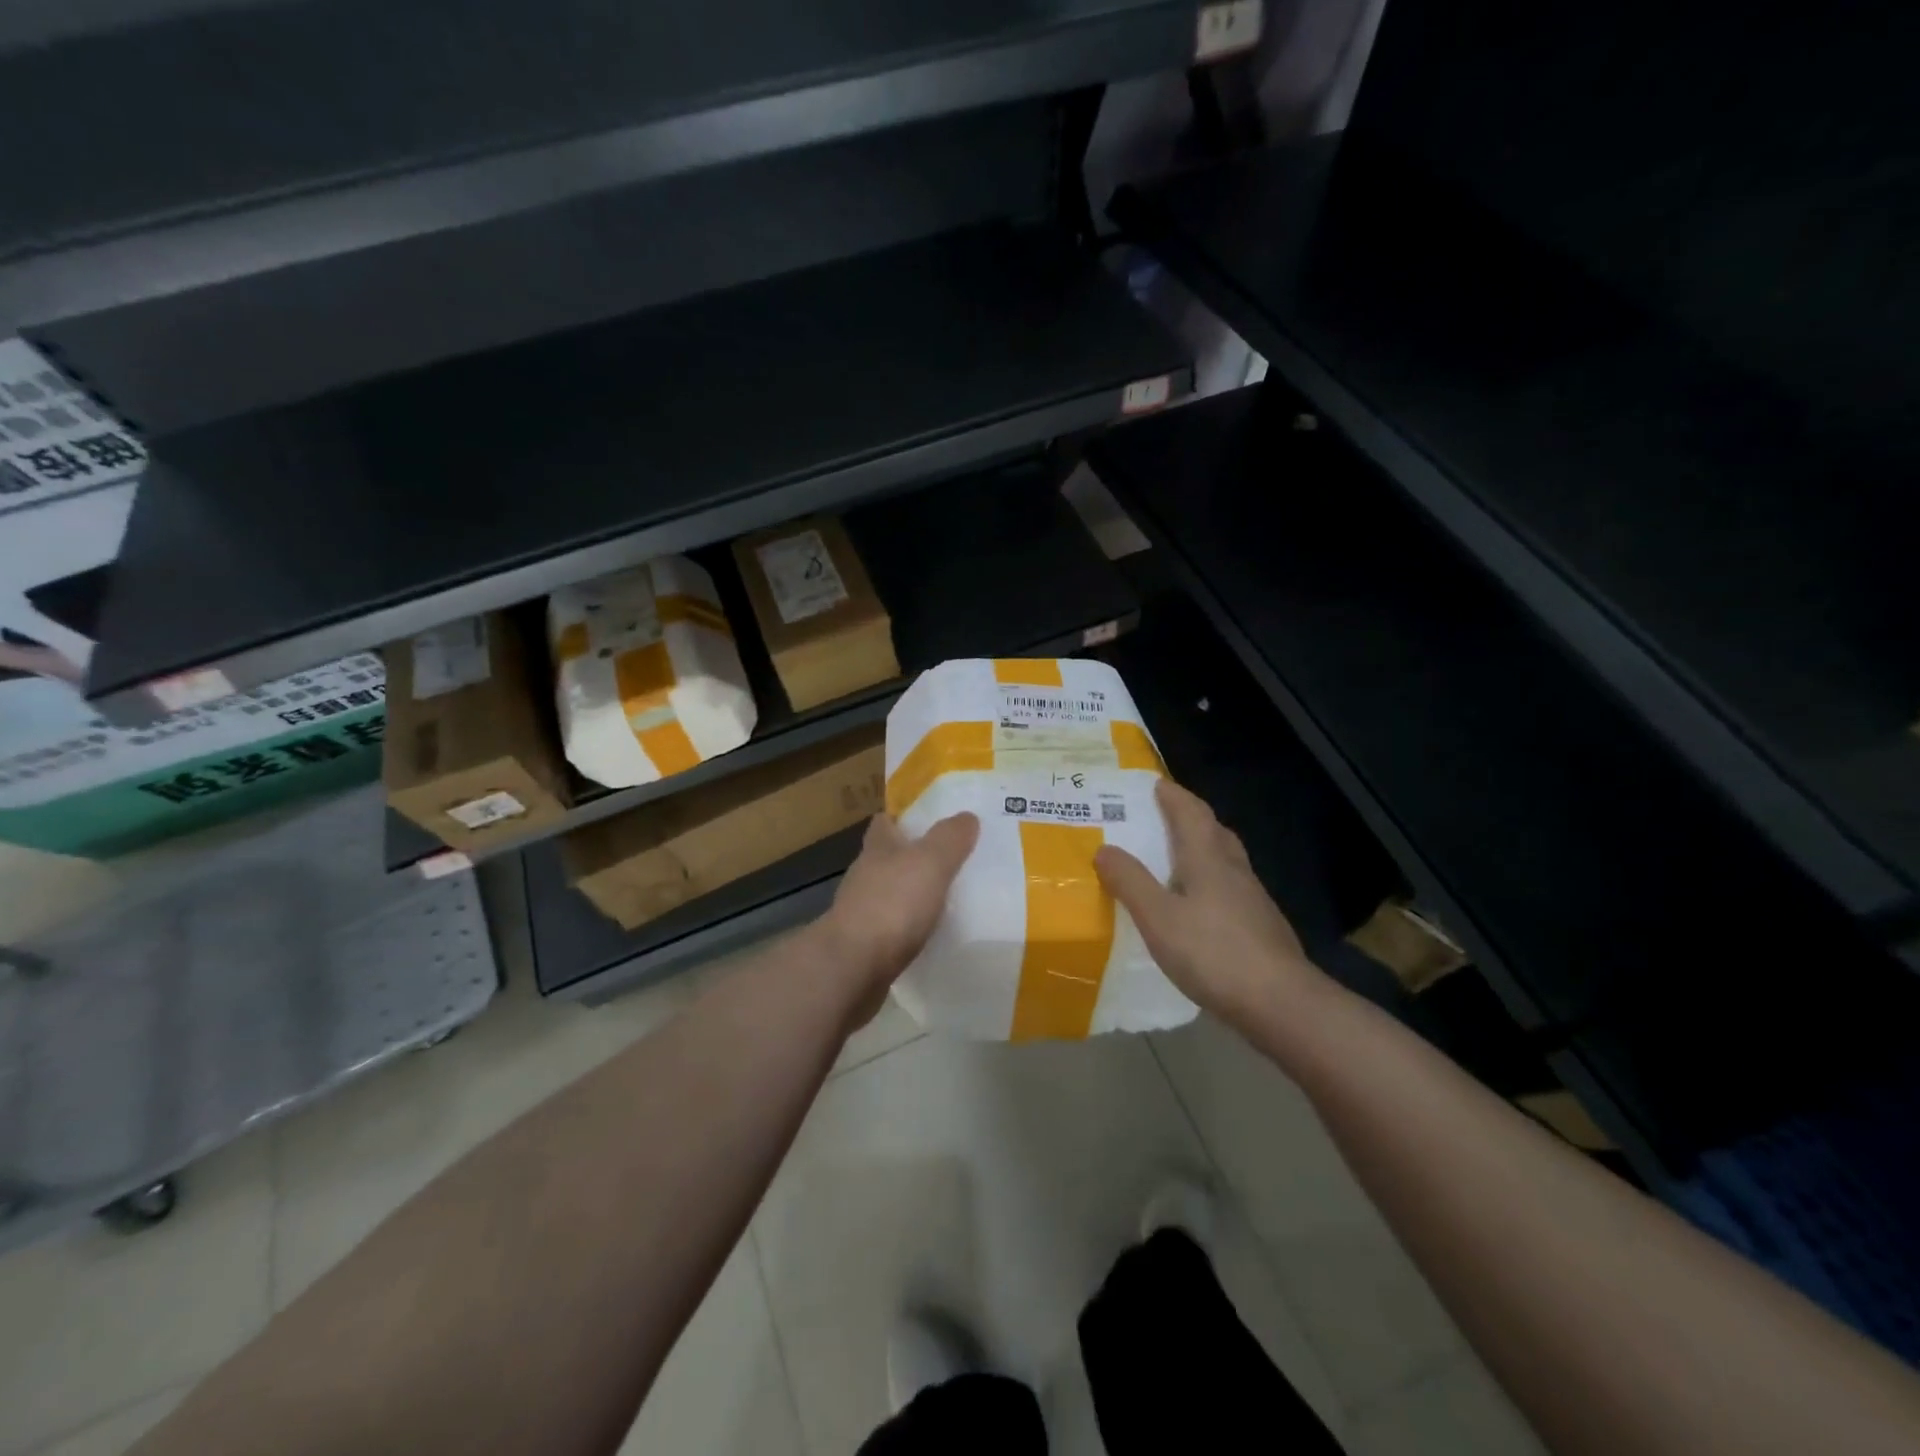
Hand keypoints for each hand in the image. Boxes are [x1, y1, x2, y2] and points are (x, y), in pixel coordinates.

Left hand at [815, 811, 979, 1016]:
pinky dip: (911, 927)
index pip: (885, 821)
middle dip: (915, 856)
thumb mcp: (930, 862)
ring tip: (950, 897)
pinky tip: (933, 933)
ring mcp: (863, 912)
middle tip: (953, 858)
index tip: (931, 819)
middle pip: (889, 858)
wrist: (852, 968)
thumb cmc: (891, 905)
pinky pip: (894, 928)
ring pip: (892, 894)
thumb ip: (949, 838)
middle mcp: (866, 876)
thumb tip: (967, 816)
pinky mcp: (866, 946)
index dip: (904, 817)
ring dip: (914, 894)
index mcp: (878, 848)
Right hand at [1095, 779, 1321, 1027]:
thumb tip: (1103, 848)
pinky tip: (1196, 906)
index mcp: (1208, 858)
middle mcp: (1233, 870)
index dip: (1173, 795)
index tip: (1154, 783)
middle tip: (1161, 815)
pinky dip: (1209, 882)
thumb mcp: (1158, 917)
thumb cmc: (1213, 953)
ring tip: (1173, 858)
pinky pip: (1229, 889)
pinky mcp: (1259, 926)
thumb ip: (1130, 881)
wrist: (1281, 1003)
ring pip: (1224, 860)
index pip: (1191, 812)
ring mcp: (1252, 899)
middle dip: (1189, 817)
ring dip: (1200, 849)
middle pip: (1213, 831)